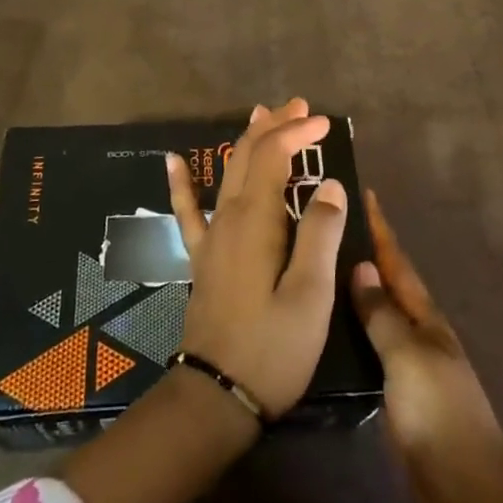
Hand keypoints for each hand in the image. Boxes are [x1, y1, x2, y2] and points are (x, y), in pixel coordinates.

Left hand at [167, 98, 348, 417]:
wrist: (217, 395)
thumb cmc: (273, 348)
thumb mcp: (310, 295)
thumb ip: (320, 234)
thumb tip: (329, 184)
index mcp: (256, 220)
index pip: (275, 156)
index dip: (298, 133)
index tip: (326, 123)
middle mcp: (229, 217)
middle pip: (249, 155)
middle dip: (275, 126)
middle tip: (301, 107)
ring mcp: (211, 236)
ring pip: (227, 172)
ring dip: (247, 141)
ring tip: (261, 114)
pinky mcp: (202, 257)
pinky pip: (188, 209)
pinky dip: (182, 182)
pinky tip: (172, 160)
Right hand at [351, 188, 502, 502]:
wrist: (467, 490)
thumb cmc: (438, 413)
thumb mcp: (407, 356)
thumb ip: (383, 314)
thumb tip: (361, 267)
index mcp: (425, 317)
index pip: (397, 262)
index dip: (380, 228)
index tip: (363, 192)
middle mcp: (418, 332)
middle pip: (388, 282)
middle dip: (366, 250)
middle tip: (330, 224)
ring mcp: (408, 362)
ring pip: (378, 312)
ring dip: (357, 287)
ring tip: (322, 265)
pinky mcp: (397, 390)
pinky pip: (371, 345)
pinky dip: (354, 326)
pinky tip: (330, 326)